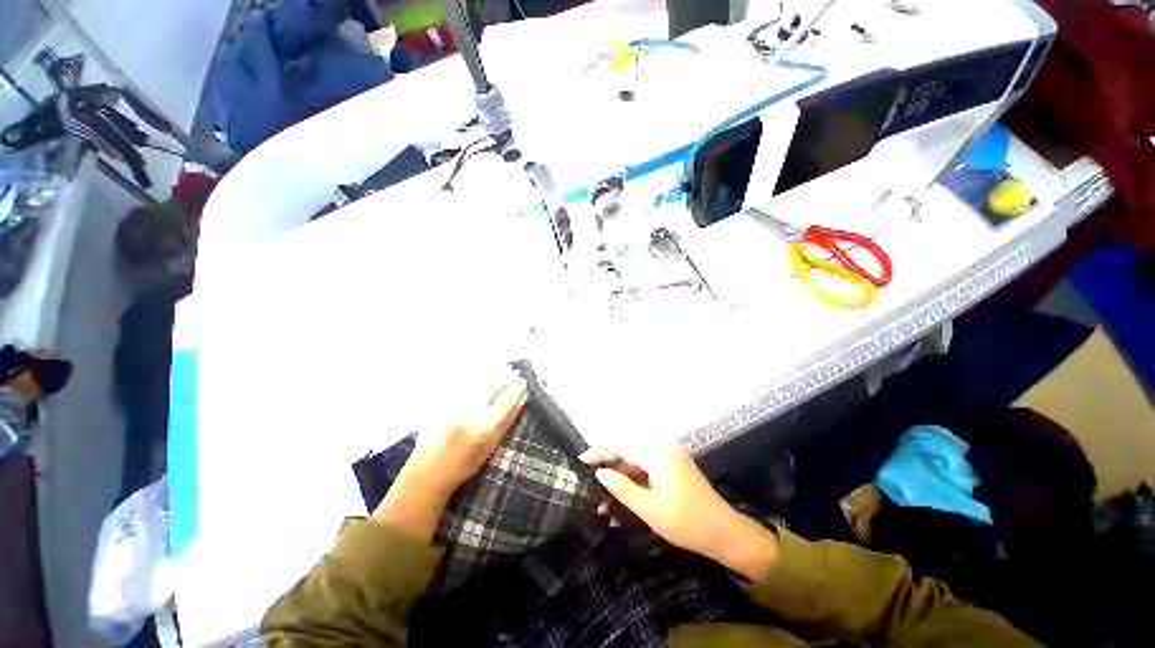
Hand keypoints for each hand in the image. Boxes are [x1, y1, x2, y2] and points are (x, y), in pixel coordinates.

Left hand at [371, 367, 527, 539]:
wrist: (429, 469)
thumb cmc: (466, 462)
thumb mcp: (492, 444)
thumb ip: (507, 419)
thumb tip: (522, 396)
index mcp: (485, 427)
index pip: (508, 398)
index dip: (518, 387)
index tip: (523, 382)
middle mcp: (469, 412)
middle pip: (493, 383)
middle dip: (505, 376)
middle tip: (512, 374)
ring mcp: (454, 403)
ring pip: (478, 378)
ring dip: (491, 374)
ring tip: (498, 373)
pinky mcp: (441, 400)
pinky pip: (464, 382)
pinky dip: (475, 377)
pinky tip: (479, 378)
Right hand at [580, 442, 778, 580]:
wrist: (725, 533)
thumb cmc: (686, 522)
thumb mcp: (649, 508)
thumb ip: (622, 487)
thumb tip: (601, 473)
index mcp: (659, 453)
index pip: (623, 446)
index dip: (601, 452)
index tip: (581, 459)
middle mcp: (664, 448)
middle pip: (629, 450)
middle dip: (610, 464)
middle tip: (590, 476)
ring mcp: (671, 456)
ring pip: (638, 461)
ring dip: (622, 476)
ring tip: (604, 496)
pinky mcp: (674, 467)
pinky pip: (648, 469)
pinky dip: (635, 481)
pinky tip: (624, 496)